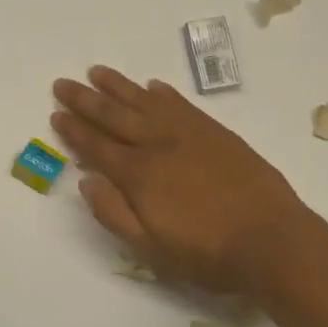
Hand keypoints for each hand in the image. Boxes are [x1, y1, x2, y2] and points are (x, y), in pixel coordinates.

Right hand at [51, 67, 308, 293]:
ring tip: (98, 72)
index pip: (96, 146)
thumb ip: (114, 214)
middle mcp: (159, 145)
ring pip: (146, 101)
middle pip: (115, 115)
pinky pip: (182, 104)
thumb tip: (86, 180)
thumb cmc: (208, 254)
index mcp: (139, 175)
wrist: (271, 239)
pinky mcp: (217, 132)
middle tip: (64, 82)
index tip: (56, 113)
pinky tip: (153, 87)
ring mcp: (190, 134)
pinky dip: (164, 94)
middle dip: (86, 99)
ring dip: (120, 86)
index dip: (74, 130)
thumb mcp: (151, 249)